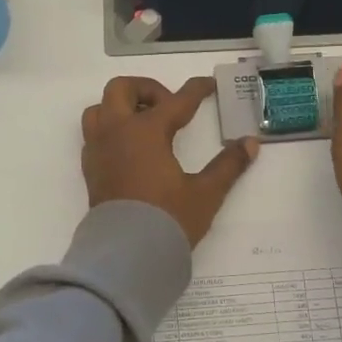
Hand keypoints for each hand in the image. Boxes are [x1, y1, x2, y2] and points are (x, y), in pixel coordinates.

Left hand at [82, 76, 258, 245]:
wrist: (126, 256)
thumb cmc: (168, 219)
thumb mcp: (205, 193)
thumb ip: (228, 165)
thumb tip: (250, 144)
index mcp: (146, 132)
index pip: (177, 101)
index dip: (197, 90)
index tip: (208, 85)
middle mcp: (117, 132)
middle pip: (123, 89)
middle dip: (147, 90)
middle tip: (169, 108)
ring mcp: (99, 149)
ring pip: (100, 108)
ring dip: (121, 107)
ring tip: (145, 125)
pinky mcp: (90, 169)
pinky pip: (94, 134)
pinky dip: (111, 130)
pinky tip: (130, 149)